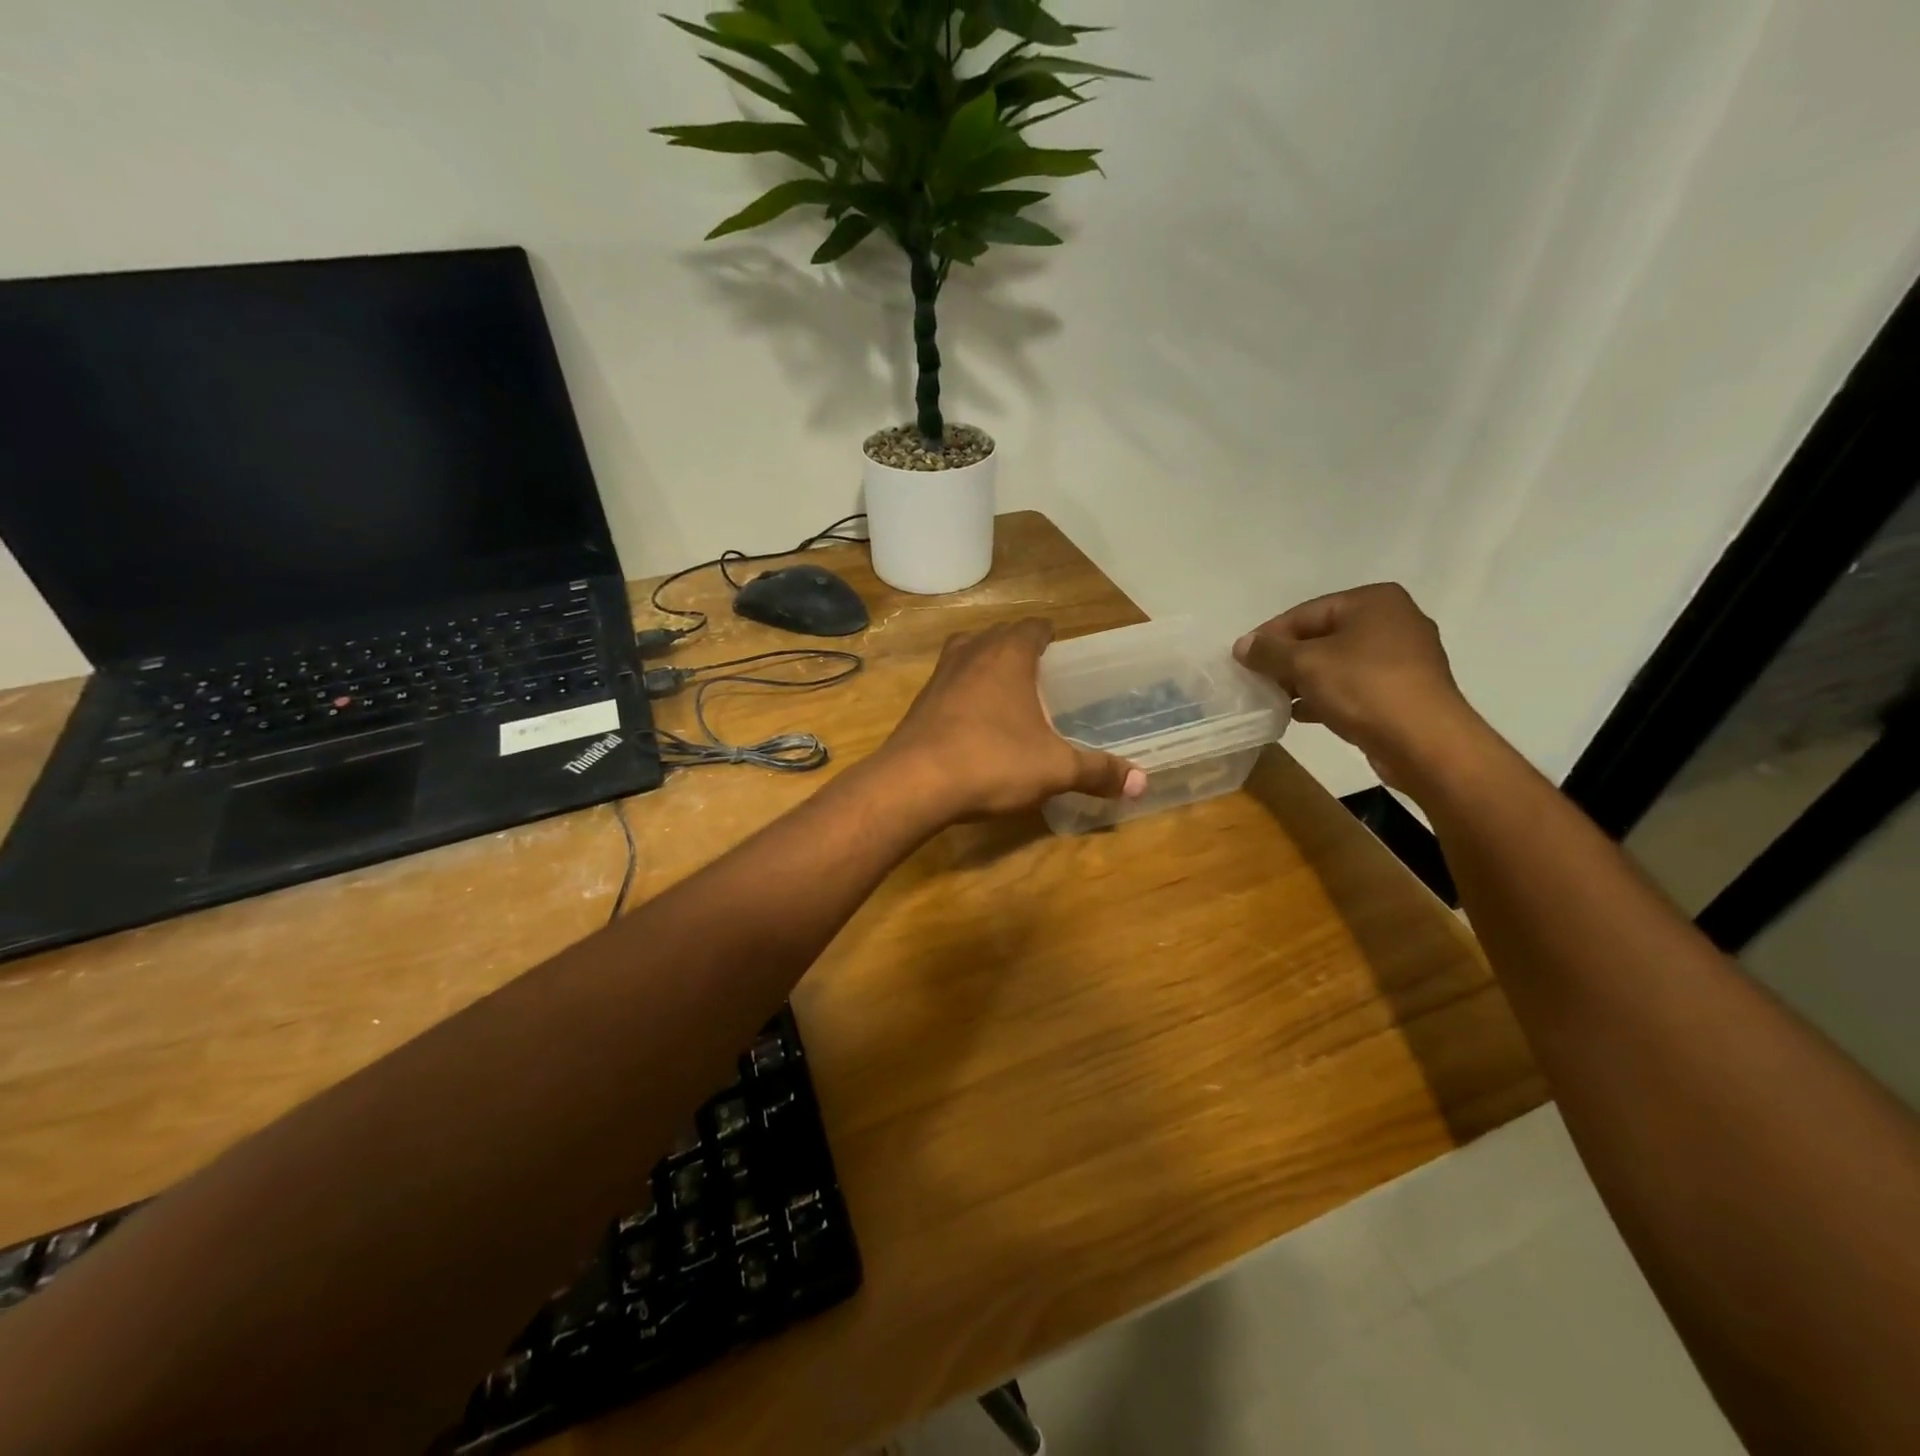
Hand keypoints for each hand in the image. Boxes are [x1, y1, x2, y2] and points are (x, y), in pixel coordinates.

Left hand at [880, 618, 1147, 819]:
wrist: (914, 783)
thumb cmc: (992, 762)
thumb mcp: (1055, 769)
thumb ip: (1097, 771)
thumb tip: (1142, 782)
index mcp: (1009, 655)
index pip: (1033, 627)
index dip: (1047, 633)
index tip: (1058, 646)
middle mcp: (971, 654)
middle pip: (997, 635)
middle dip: (1017, 645)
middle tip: (1038, 670)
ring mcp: (939, 676)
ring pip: (966, 654)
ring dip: (985, 664)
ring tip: (1004, 689)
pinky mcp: (919, 703)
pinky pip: (947, 683)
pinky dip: (963, 691)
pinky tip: (972, 720)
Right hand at [1233, 583, 1486, 790]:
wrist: (1424, 742)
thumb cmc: (1364, 688)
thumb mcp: (1305, 664)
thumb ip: (1269, 652)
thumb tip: (1242, 645)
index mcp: (1373, 601)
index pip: (1305, 613)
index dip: (1269, 637)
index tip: (1242, 661)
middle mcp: (1393, 620)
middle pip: (1322, 636)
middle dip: (1287, 660)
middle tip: (1257, 681)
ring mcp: (1404, 657)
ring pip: (1337, 663)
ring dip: (1304, 680)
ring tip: (1275, 700)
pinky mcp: (1405, 690)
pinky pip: (1354, 685)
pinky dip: (1327, 695)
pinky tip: (1301, 714)